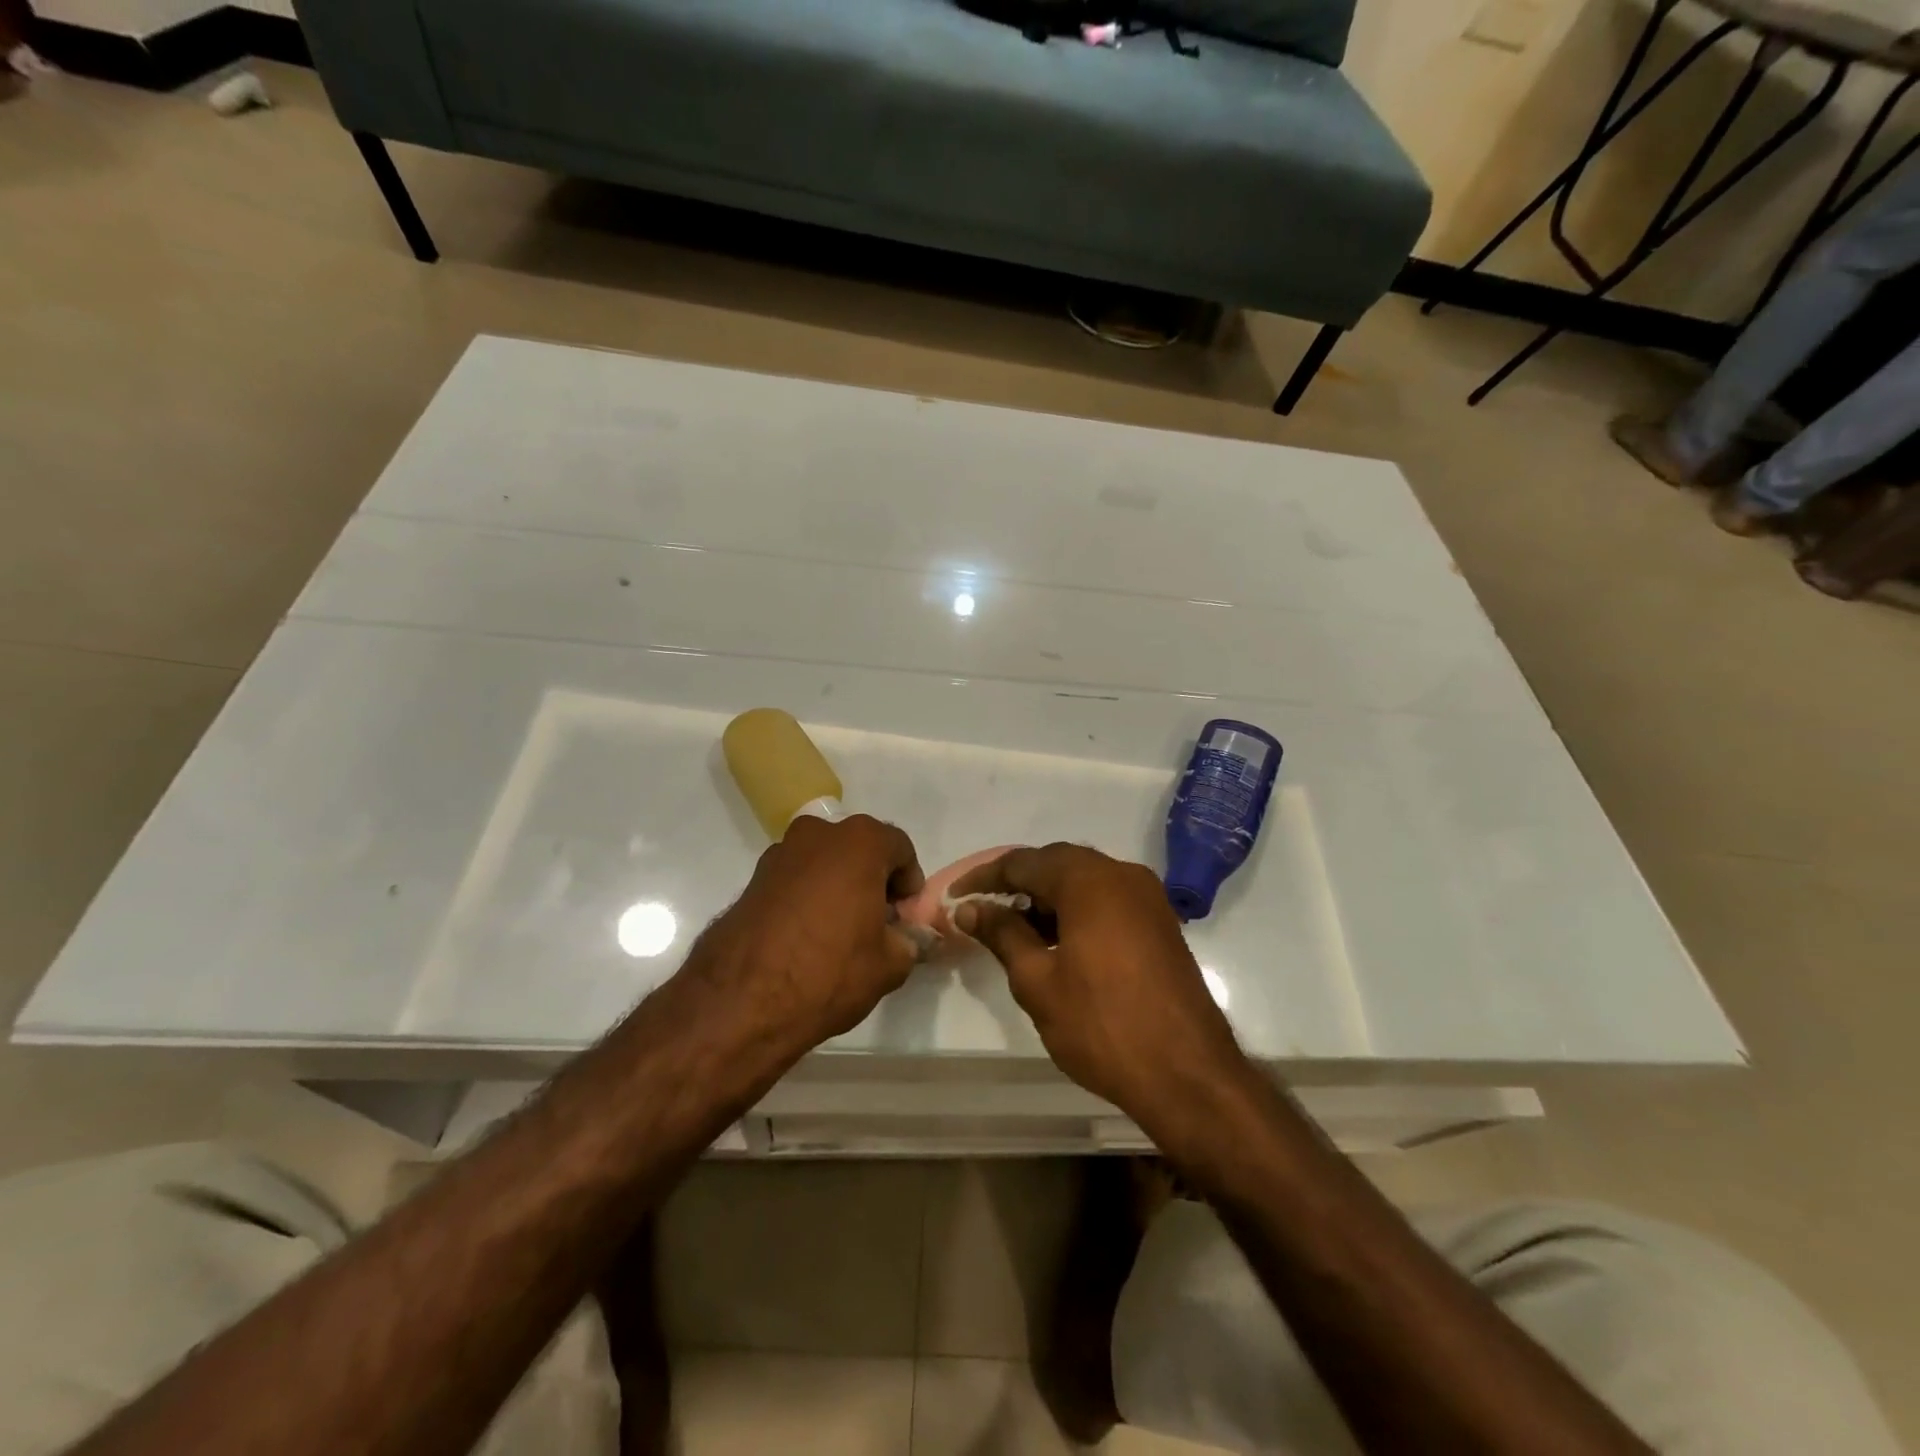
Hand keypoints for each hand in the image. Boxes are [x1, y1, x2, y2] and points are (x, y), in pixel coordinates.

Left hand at [692, 814, 924, 1058]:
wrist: (742, 1001)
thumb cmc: (829, 971)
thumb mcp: (890, 964)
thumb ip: (909, 942)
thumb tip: (906, 938)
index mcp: (859, 842)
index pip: (900, 848)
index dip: (909, 883)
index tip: (906, 916)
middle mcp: (818, 834)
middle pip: (860, 849)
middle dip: (873, 879)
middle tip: (878, 922)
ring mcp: (780, 853)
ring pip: (824, 862)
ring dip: (838, 886)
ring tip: (840, 931)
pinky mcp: (753, 879)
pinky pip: (795, 879)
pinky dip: (807, 897)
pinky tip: (808, 936)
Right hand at [951, 844, 1249, 1137]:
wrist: (1188, 1074)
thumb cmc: (1102, 1025)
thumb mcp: (1038, 981)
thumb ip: (1002, 934)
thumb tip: (969, 908)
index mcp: (1089, 880)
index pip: (1023, 862)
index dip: (984, 878)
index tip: (954, 898)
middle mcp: (1122, 874)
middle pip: (1057, 864)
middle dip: (1017, 884)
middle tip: (983, 911)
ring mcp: (1147, 897)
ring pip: (1084, 882)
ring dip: (1047, 898)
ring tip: (1014, 931)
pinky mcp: (1160, 922)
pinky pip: (1107, 900)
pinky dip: (1077, 911)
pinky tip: (1056, 942)